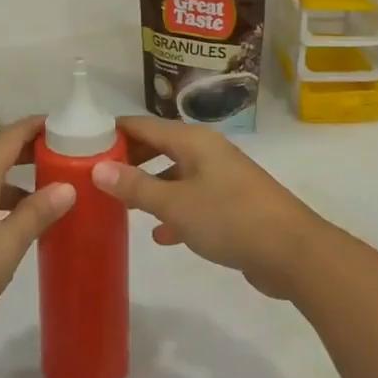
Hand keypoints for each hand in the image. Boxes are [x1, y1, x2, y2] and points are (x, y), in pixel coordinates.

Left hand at [0, 116, 74, 358]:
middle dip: (30, 150)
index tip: (66, 124)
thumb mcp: (6, 244)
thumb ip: (36, 213)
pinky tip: (21, 226)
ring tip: (51, 191)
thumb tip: (68, 186)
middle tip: (66, 156)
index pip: (10, 137)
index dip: (36, 126)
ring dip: (19, 179)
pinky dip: (5, 202)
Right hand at [91, 117, 328, 299]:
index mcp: (193, 141)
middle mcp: (207, 152)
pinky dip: (173, 211)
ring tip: (120, 204)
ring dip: (150, 187)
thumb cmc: (230, 218)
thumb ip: (136, 187)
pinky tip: (159, 235)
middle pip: (160, 147)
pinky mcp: (232, 205)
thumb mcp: (176, 204)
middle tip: (97, 176)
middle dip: (130, 159)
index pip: (144, 125)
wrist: (293, 252)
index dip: (115, 131)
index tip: (84, 143)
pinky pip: (192, 200)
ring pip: (176, 175)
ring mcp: (221, 178)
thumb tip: (98, 168)